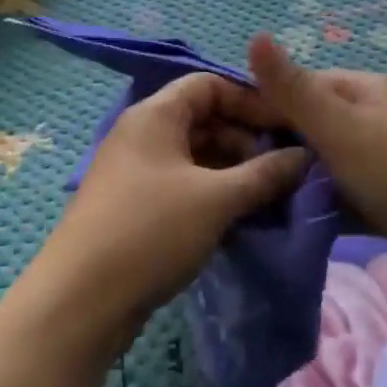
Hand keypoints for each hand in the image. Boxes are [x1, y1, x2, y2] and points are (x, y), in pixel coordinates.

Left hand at [36, 73, 309, 350]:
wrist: (81, 302)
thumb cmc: (150, 232)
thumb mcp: (216, 199)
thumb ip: (264, 174)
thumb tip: (305, 157)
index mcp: (155, 115)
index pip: (209, 84)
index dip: (250, 100)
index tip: (286, 128)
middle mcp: (142, 135)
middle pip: (204, 119)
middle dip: (246, 140)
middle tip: (282, 169)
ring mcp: (137, 172)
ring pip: (196, 156)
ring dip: (233, 171)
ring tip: (268, 197)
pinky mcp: (136, 206)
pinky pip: (184, 185)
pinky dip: (213, 194)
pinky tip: (240, 217)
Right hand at [248, 34, 386, 307]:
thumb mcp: (341, 129)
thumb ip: (294, 89)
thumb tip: (256, 33)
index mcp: (371, 89)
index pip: (306, 85)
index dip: (267, 105)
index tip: (228, 136)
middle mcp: (382, 116)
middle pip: (317, 123)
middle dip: (282, 145)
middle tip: (241, 173)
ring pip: (330, 161)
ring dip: (301, 177)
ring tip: (260, 198)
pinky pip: (347, 192)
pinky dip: (324, 202)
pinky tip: (294, 220)